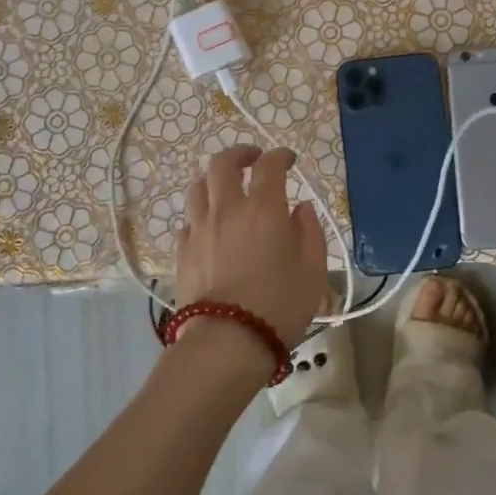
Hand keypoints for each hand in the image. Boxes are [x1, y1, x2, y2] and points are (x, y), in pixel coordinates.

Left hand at [174, 145, 330, 356]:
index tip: (289, 160)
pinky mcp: (183, 251)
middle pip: (223, 163)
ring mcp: (200, 229)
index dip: (280, 156)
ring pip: (199, 187)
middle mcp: (228, 209)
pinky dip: (202, 214)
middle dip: (240, 153)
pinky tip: (211, 227)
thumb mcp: (313, 270)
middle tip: (253, 159)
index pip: (269, 165)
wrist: (227, 341)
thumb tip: (300, 209)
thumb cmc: (280, 305)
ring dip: (215, 180)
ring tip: (226, 189)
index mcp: (264, 208)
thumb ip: (310, 232)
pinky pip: (189, 220)